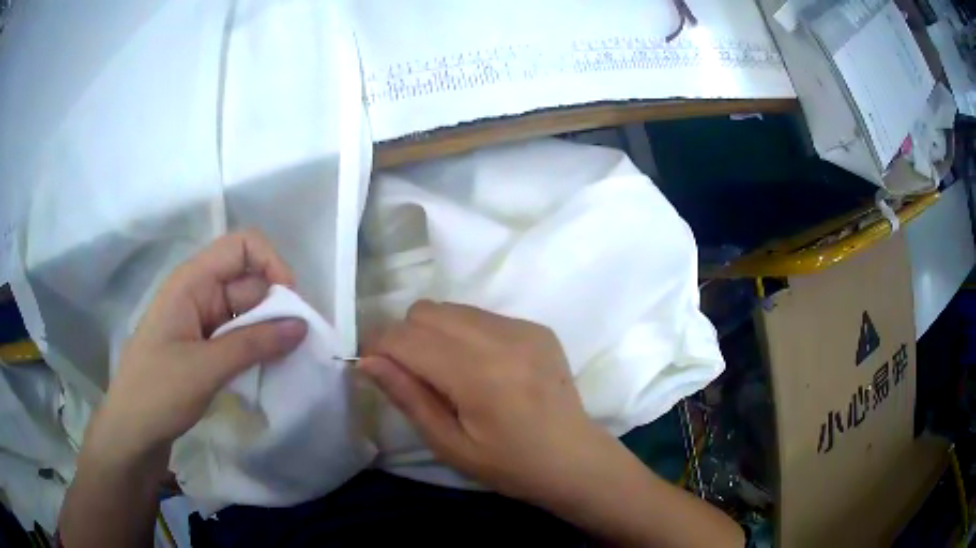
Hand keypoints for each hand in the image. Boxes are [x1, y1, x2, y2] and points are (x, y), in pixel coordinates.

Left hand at [87, 230, 307, 465]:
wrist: (132, 430)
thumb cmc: (158, 391)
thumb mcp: (206, 368)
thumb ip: (254, 344)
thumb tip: (302, 326)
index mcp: (192, 282)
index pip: (241, 247)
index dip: (271, 263)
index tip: (291, 303)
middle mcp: (198, 293)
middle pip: (248, 282)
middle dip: (275, 307)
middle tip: (297, 345)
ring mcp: (201, 322)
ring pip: (246, 312)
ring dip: (268, 332)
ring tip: (287, 361)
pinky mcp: (204, 347)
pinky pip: (238, 336)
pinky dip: (256, 348)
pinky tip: (268, 369)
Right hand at [360, 301, 617, 505]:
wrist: (574, 459)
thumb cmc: (510, 465)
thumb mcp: (450, 444)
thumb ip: (407, 397)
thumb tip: (367, 361)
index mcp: (476, 374)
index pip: (405, 337)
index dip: (377, 346)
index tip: (372, 367)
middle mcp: (500, 338)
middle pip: (425, 311)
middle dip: (405, 337)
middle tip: (414, 376)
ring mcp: (523, 327)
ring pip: (451, 308)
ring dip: (434, 333)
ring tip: (448, 373)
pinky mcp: (536, 327)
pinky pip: (481, 316)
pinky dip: (465, 334)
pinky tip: (482, 368)